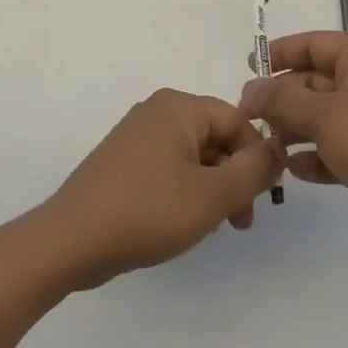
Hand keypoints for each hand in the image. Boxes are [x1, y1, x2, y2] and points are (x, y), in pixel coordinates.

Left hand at [41, 89, 281, 287]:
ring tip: (212, 227)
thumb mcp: (213, 195)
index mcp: (178, 107)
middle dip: (234, 178)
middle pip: (216, 138)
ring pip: (194, 157)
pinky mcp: (123, 162)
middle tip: (240, 222)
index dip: (257, 158)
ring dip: (212, 189)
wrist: (71, 240)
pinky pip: (169, 168)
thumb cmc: (148, 211)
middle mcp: (157, 111)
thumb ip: (253, 171)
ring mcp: (136, 136)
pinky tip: (183, 223)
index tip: (263, 200)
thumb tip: (275, 151)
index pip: (238, 121)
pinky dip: (186, 191)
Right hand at [240, 34, 347, 262]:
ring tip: (268, 146)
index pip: (315, 44)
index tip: (249, 68)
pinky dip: (313, 157)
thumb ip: (282, 100)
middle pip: (313, 82)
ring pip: (321, 118)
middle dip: (282, 98)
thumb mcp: (325, 115)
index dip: (281, 52)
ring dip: (293, 130)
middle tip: (250, 118)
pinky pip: (333, 150)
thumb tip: (250, 90)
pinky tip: (292, 170)